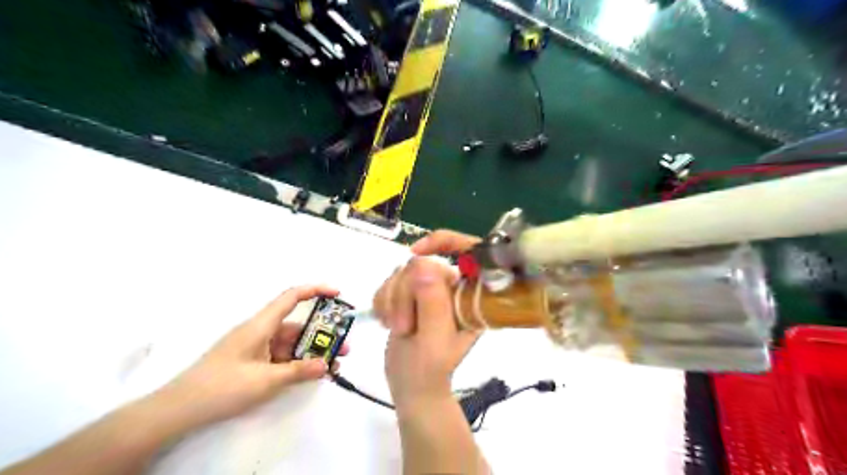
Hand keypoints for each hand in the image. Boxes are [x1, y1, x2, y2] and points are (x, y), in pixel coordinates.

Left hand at [150, 285, 343, 429]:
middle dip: (322, 334)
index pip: (292, 297)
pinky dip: (297, 362)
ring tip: (333, 364)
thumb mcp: (265, 380)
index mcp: (261, 325)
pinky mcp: (252, 362)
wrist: (179, 410)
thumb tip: (327, 364)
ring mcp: (256, 347)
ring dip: (311, 352)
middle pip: (297, 325)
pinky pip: (281, 357)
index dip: (316, 290)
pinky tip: (310, 373)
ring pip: (290, 343)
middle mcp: (261, 331)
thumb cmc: (222, 386)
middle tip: (344, 347)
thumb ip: (299, 371)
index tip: (338, 294)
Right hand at [377, 230, 482, 406]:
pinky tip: (387, 321)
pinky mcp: (410, 293)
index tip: (415, 252)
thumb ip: (432, 303)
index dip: (444, 241)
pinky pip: (388, 281)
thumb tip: (423, 264)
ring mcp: (430, 289)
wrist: (411, 385)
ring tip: (397, 328)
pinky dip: (382, 301)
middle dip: (404, 294)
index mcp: (469, 295)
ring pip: (401, 272)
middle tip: (403, 326)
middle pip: (421, 264)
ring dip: (391, 300)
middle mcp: (451, 287)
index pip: (468, 250)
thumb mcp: (434, 341)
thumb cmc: (429, 370)